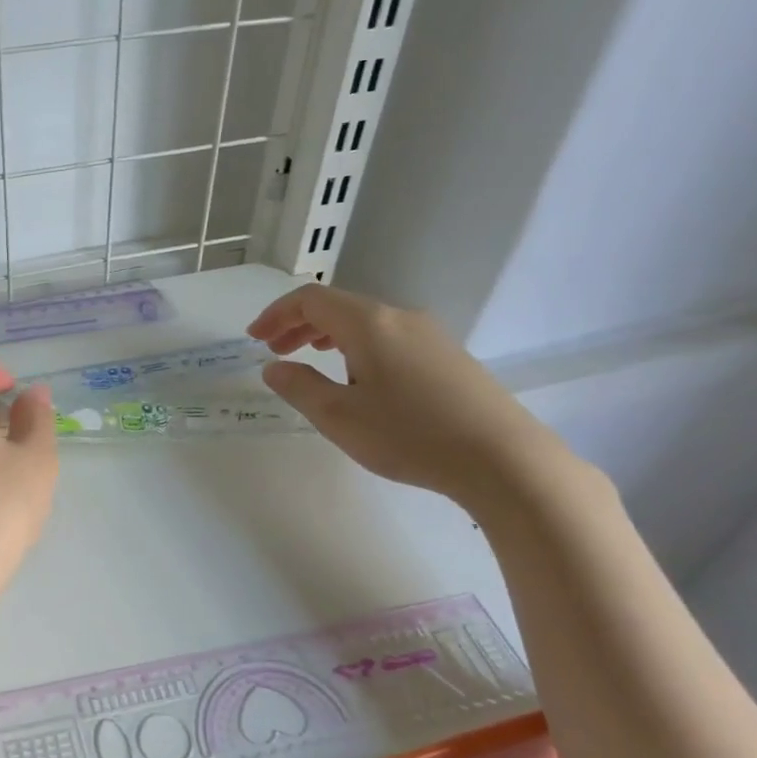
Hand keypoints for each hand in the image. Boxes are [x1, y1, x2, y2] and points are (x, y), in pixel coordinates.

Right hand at [247, 284, 573, 507]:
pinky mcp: (448, 356)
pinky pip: (389, 337)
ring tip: (309, 359)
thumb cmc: (409, 435)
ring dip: (328, 335)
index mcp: (369, 323)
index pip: (311, 300)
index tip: (254, 339)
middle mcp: (400, 317)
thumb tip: (274, 368)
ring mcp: (429, 335)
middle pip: (339, 306)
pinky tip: (358, 377)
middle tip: (274, 351)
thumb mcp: (339, 417)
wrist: (502, 457)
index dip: (276, 314)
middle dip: (298, 325)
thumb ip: (299, 387)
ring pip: (365, 321)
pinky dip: (357, 346)